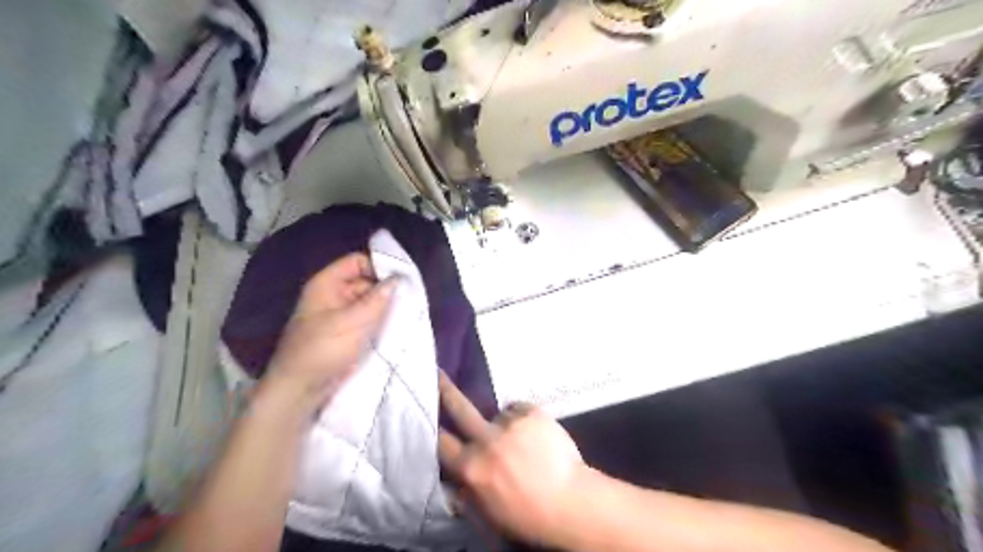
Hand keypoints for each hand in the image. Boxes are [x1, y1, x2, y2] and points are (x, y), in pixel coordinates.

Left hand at [266, 254, 399, 413]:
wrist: (301, 389)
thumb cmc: (321, 350)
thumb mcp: (351, 322)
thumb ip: (377, 299)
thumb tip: (399, 278)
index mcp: (327, 284)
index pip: (358, 261)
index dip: (379, 266)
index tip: (402, 280)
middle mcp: (334, 294)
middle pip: (366, 280)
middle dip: (386, 288)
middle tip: (410, 298)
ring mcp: (341, 313)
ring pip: (370, 300)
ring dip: (386, 305)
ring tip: (407, 311)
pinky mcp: (348, 330)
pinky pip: (368, 317)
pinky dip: (381, 319)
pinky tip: (397, 324)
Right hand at [439, 372, 590, 545]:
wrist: (570, 502)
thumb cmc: (528, 515)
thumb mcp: (488, 512)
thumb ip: (467, 490)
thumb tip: (454, 477)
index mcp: (471, 467)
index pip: (442, 442)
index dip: (433, 428)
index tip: (427, 412)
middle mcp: (486, 440)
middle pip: (460, 408)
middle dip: (445, 389)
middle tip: (438, 372)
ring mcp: (510, 422)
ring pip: (498, 414)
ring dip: (503, 424)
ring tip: (521, 440)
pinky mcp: (532, 412)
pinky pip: (519, 410)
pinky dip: (522, 419)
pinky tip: (534, 434)